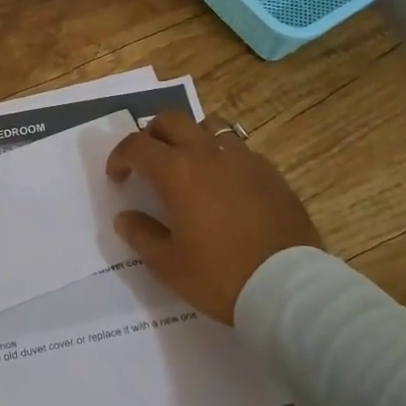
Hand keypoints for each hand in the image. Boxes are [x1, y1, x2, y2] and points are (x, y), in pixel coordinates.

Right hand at [105, 112, 320, 323]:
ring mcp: (242, 158)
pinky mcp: (268, 170)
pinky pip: (236, 148)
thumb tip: (125, 217)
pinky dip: (220, 155)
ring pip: (207, 126)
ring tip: (187, 164)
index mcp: (177, 171)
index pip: (137, 145)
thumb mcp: (169, 264)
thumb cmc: (220, 275)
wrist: (287, 285)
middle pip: (171, 120)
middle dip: (152, 134)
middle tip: (148, 161)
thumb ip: (142, 235)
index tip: (117, 176)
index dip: (120, 156)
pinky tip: (223, 184)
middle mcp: (207, 153)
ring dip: (189, 137)